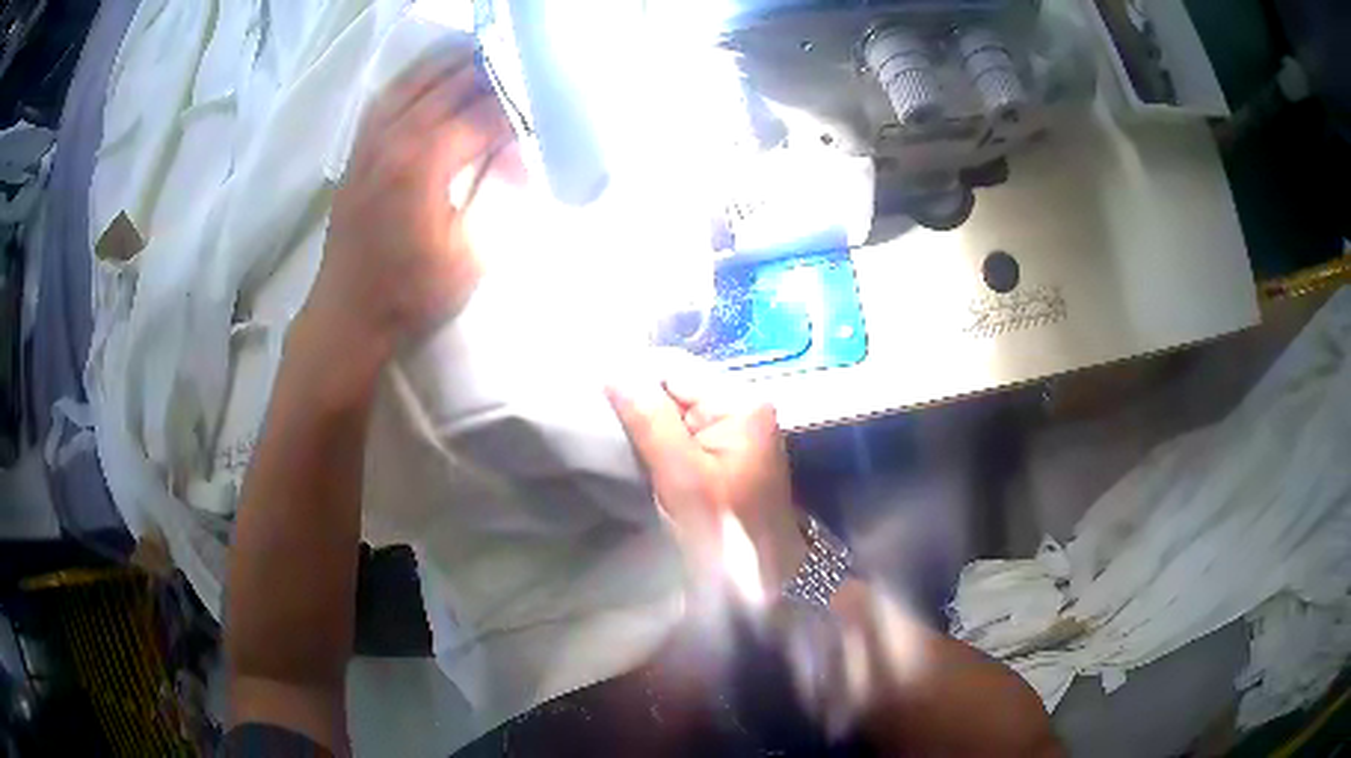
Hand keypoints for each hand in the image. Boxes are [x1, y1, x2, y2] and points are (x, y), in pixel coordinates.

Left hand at [302, 42, 512, 357]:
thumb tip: (513, 158)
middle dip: (491, 71)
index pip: (484, 114)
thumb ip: (494, 196)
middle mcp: (396, 138)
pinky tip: (430, 77)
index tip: (543, 107)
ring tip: (481, 52)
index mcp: (425, 162)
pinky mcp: (358, 151)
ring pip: (415, 80)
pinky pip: (386, 97)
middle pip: (451, 83)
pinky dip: (413, 79)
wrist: (348, 313)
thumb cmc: (411, 293)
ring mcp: (371, 141)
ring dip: (451, 62)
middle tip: (523, 66)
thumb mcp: (469, 254)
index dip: (518, 108)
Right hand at [606, 353, 806, 597]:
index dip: (632, 377)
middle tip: (599, 425)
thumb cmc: (724, 529)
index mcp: (740, 402)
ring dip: (645, 422)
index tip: (592, 398)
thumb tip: (614, 369)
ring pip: (676, 408)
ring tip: (613, 439)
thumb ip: (649, 419)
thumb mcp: (682, 475)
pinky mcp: (727, 451)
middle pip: (676, 385)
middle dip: (638, 402)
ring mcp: (736, 428)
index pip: (675, 367)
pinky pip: (685, 430)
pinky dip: (660, 439)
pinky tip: (638, 453)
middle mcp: (742, 405)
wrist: (762, 579)